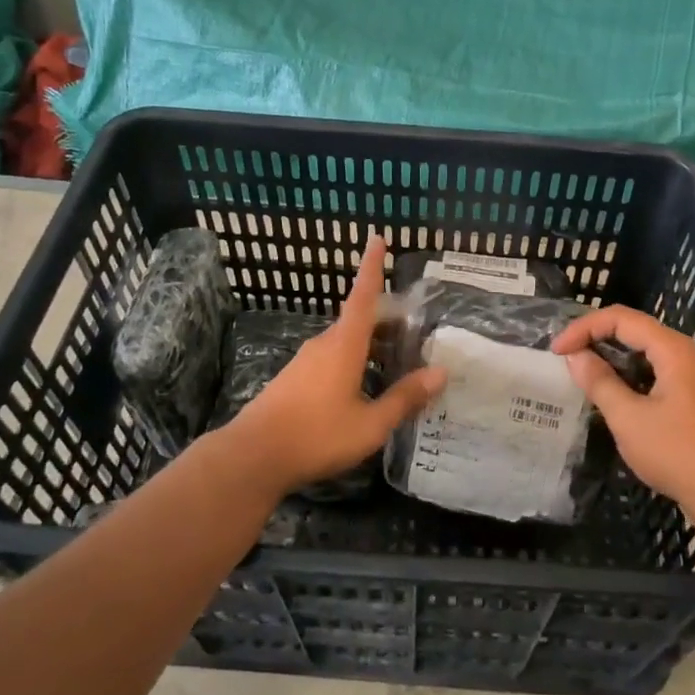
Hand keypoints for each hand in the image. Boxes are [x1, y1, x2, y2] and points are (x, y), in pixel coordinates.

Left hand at [222, 233, 445, 495]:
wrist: (253, 456)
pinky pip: (332, 359)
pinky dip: (354, 361)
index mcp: (344, 345)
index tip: (377, 238)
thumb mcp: (370, 424)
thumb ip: (405, 397)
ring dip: (371, 345)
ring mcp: (305, 361)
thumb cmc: (317, 435)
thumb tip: (441, 373)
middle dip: (386, 321)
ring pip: (345, 342)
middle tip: (414, 329)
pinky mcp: (294, 379)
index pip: (362, 295)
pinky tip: (364, 387)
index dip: (372, 266)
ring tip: (396, 362)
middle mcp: (324, 344)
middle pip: (359, 320)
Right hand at [550, 306, 694, 526]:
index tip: (556, 351)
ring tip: (579, 371)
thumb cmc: (677, 453)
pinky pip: (649, 370)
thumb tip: (575, 356)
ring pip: (641, 350)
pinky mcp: (687, 396)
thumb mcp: (629, 418)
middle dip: (594, 336)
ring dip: (609, 355)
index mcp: (671, 348)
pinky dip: (624, 373)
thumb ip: (599, 382)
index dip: (584, 327)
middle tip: (564, 356)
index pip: (620, 318)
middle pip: (631, 328)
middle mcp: (681, 353)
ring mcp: (687, 375)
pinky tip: (607, 391)